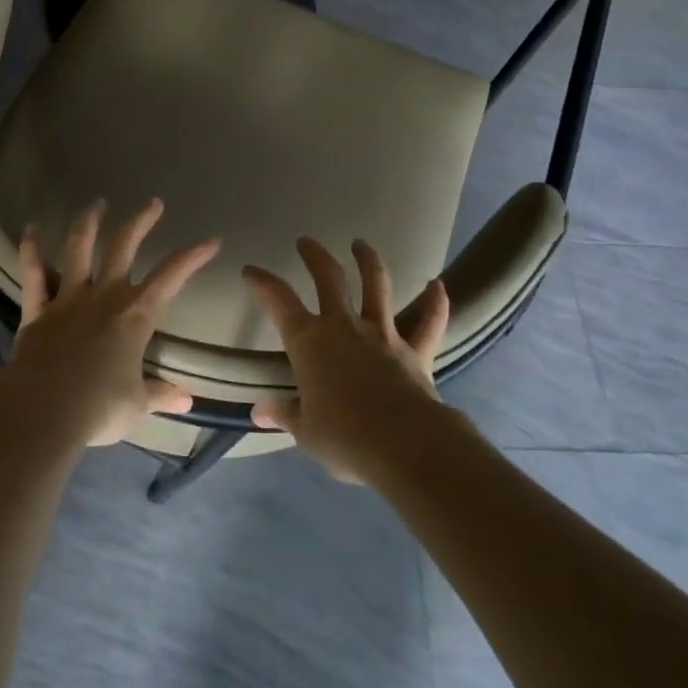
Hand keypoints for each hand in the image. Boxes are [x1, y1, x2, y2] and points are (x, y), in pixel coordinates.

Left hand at [0, 199, 219, 448]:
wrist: (42, 410)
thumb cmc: (98, 408)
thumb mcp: (136, 406)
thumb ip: (159, 395)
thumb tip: (187, 400)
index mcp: (135, 315)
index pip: (171, 277)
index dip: (192, 257)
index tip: (211, 241)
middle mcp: (103, 295)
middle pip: (124, 246)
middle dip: (140, 221)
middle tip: (153, 203)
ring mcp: (68, 297)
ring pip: (78, 247)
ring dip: (88, 222)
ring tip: (96, 203)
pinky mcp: (37, 308)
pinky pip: (33, 273)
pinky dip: (30, 249)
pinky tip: (31, 230)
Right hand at [243, 238, 450, 483]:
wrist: (405, 446)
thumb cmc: (345, 437)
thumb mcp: (305, 431)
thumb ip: (284, 414)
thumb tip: (258, 412)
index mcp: (309, 342)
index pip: (278, 301)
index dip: (262, 282)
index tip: (250, 270)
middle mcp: (343, 326)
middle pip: (328, 278)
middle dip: (315, 256)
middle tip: (306, 242)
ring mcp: (382, 334)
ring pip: (376, 287)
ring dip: (368, 261)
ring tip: (361, 244)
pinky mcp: (415, 351)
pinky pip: (428, 324)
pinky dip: (435, 304)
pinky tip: (438, 286)